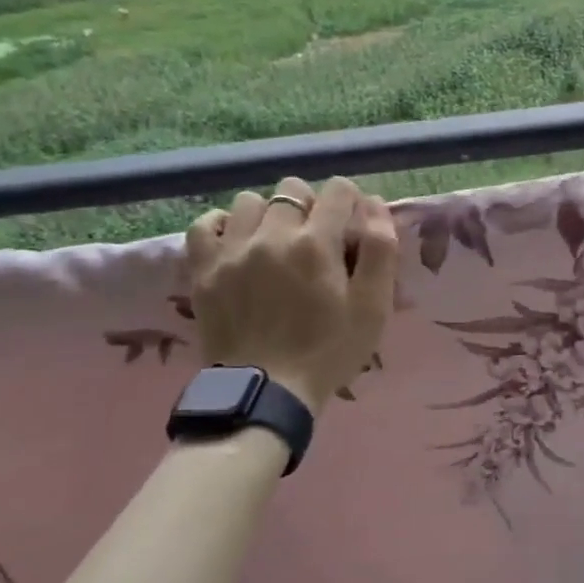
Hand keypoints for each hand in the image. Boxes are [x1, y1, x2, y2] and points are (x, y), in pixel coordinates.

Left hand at [185, 176, 399, 414]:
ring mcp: (232, 250)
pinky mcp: (203, 269)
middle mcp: (272, 235)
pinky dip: (223, 226)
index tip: (351, 228)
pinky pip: (205, 224)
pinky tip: (238, 244)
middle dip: (310, 206)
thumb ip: (380, 249)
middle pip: (292, 189)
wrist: (266, 392)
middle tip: (315, 240)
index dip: (351, 202)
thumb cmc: (329, 351)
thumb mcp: (373, 306)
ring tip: (275, 244)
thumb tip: (374, 204)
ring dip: (268, 215)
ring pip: (249, 201)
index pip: (339, 190)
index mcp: (317, 243)